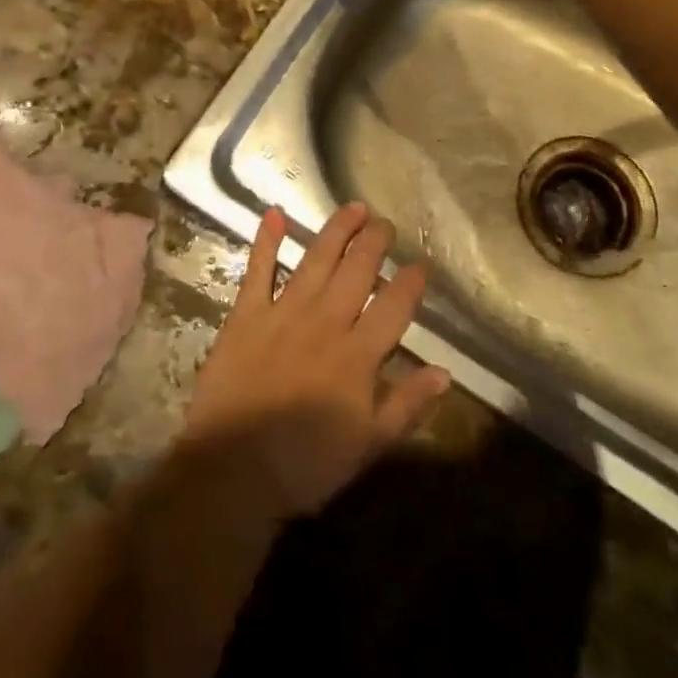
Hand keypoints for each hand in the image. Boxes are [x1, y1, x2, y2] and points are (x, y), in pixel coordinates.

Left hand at [182, 204, 449, 519]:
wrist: (234, 469)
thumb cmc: (307, 463)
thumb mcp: (369, 444)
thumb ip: (407, 404)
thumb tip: (443, 372)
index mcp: (358, 354)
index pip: (393, 306)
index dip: (410, 282)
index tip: (421, 264)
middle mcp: (325, 321)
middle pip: (357, 270)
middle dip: (375, 241)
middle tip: (385, 223)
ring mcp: (283, 312)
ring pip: (317, 259)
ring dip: (337, 230)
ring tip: (354, 208)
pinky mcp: (246, 314)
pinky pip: (258, 270)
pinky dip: (266, 240)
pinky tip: (274, 214)